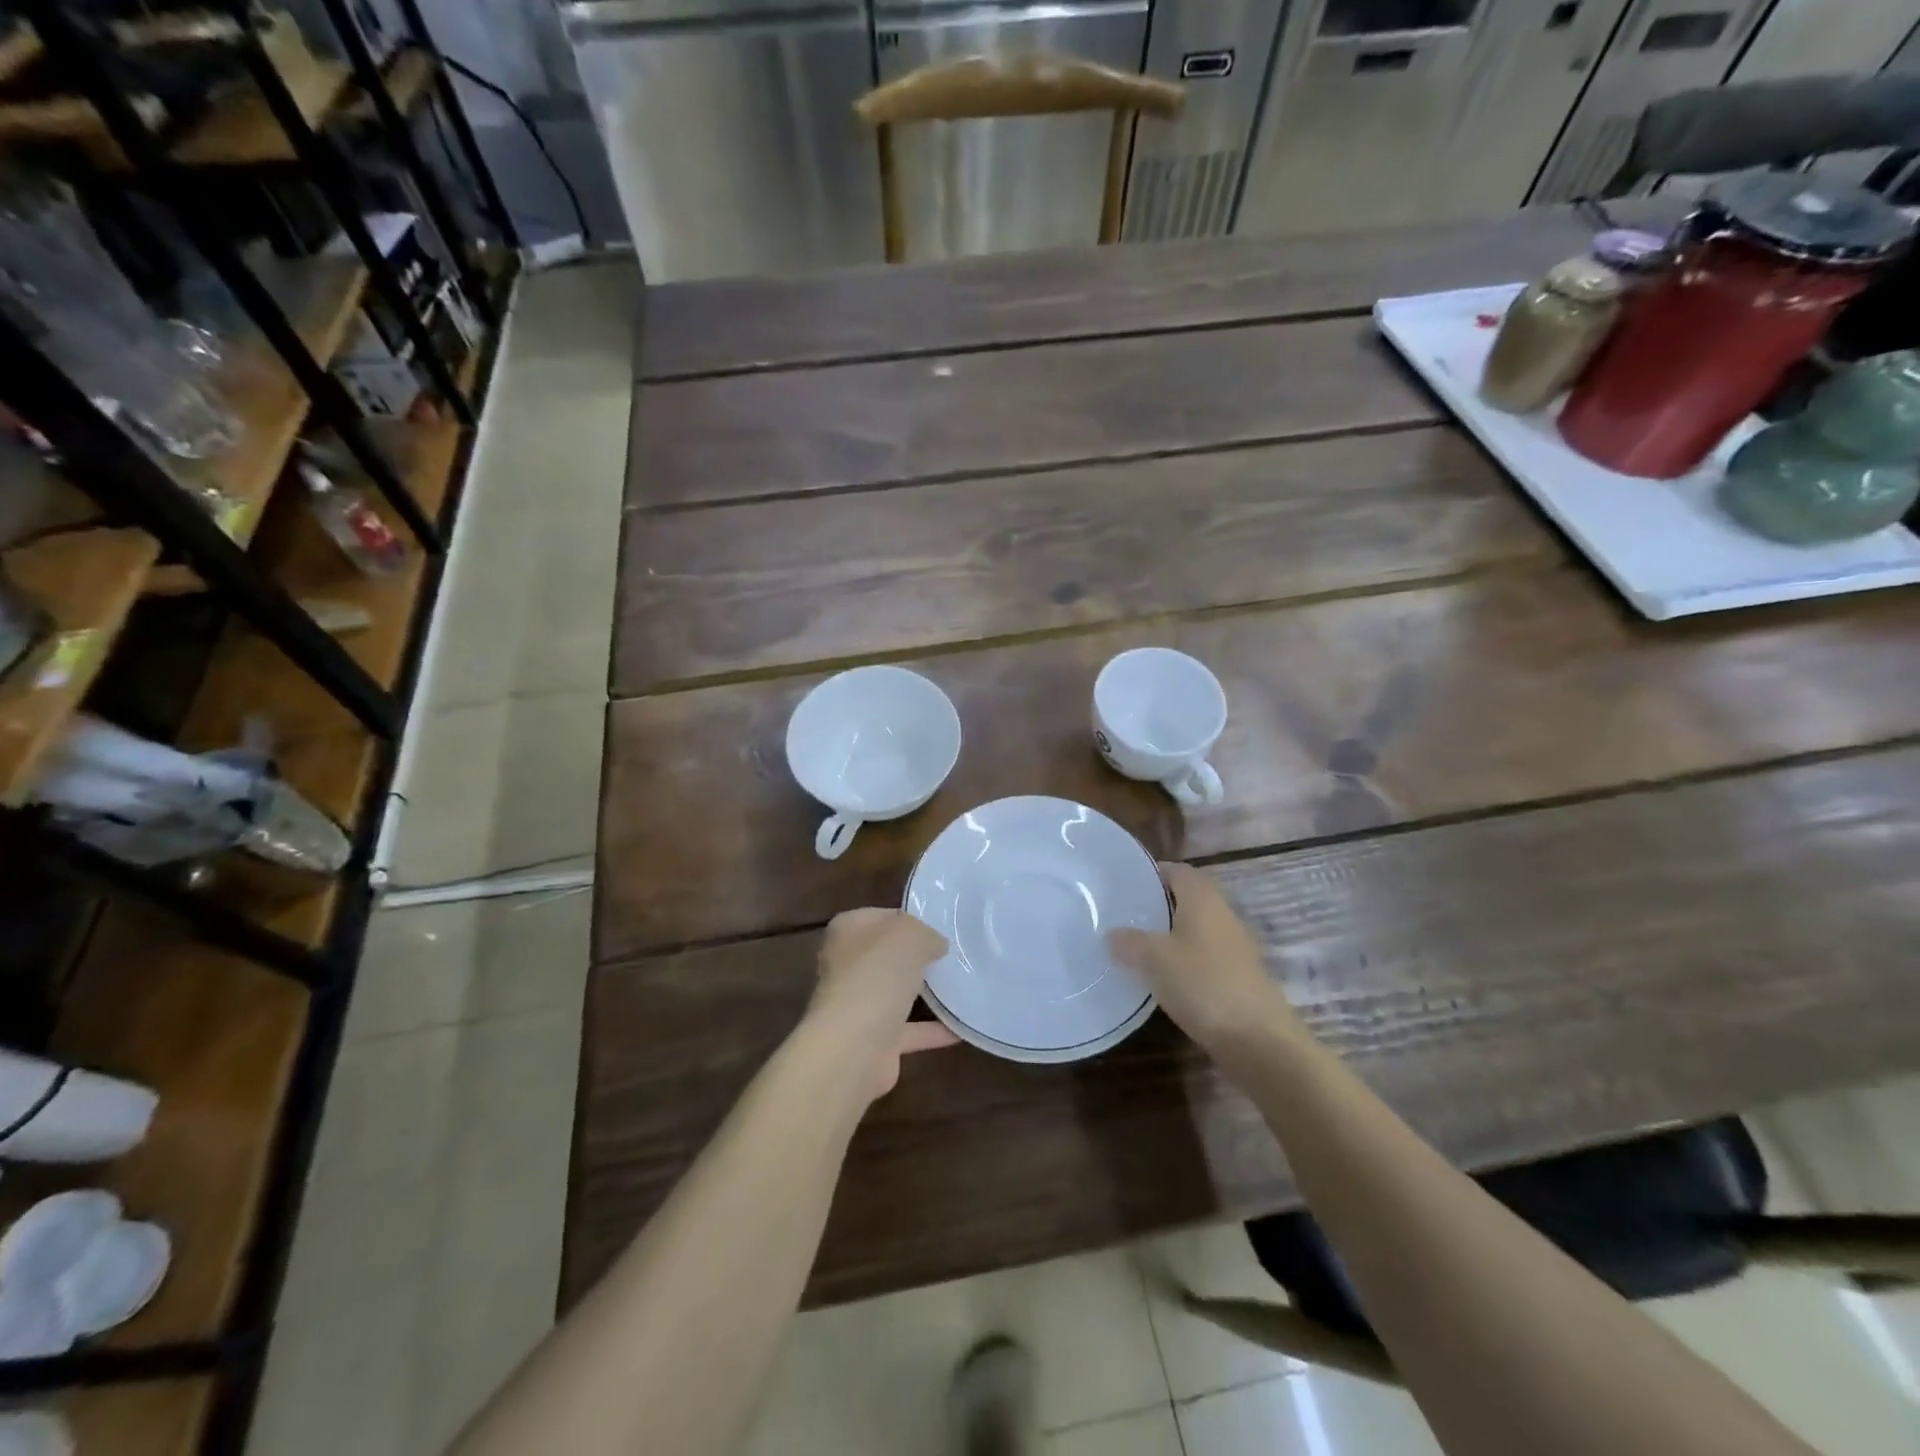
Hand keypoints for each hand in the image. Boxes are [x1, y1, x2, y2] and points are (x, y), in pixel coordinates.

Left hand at [808, 909, 953, 1098]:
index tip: (939, 927)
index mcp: (847, 931)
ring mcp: (858, 1005)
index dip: (910, 919)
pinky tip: (962, 1028)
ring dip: (924, 994)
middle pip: (888, 956)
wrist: (854, 1047)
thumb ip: (926, 934)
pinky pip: (909, 1030)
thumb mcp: (911, 935)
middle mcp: (847, 966)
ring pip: (896, 993)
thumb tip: (935, 946)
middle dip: (917, 957)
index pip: (881, 917)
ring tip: (962, 986)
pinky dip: (933, 1030)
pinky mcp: (873, 1040)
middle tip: (954, 955)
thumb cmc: (877, 974)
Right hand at [1108, 864, 1303, 1055]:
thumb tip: (1112, 934)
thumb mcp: (1153, 959)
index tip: (1124, 885)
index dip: (1151, 874)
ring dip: (1171, 933)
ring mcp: (1234, 945)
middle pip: (1188, 897)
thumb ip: (1129, 941)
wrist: (1258, 1039)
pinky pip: (1204, 955)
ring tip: (1138, 947)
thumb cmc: (1202, 984)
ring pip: (1196, 927)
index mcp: (1202, 898)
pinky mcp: (1238, 975)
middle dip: (1158, 904)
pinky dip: (1184, 959)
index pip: (1176, 870)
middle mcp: (1222, 913)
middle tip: (1125, 916)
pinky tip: (1164, 978)